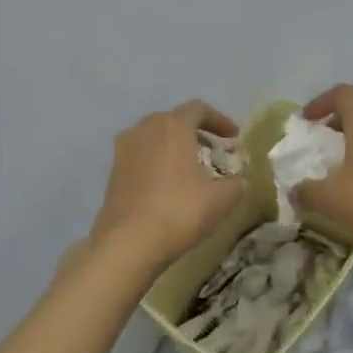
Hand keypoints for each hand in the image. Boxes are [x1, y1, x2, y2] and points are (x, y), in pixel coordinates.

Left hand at [88, 100, 247, 270]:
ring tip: (192, 170)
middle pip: (174, 121)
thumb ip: (237, 182)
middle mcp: (144, 128)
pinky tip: (169, 186)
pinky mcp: (113, 172)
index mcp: (172, 125)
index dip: (221, 121)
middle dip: (197, 134)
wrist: (128, 243)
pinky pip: (142, 157)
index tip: (234, 139)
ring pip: (155, 138)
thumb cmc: (179, 211)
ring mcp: (124, 149)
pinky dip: (158, 163)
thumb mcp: (222, 199)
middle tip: (214, 153)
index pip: (199, 109)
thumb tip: (239, 179)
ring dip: (175, 148)